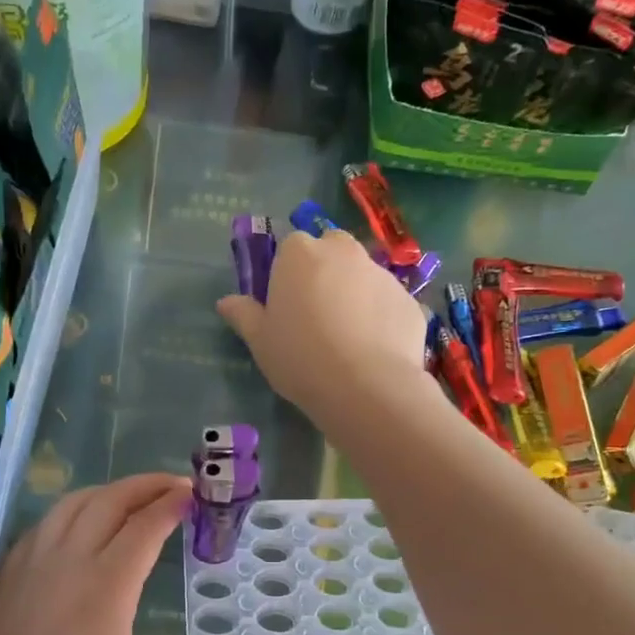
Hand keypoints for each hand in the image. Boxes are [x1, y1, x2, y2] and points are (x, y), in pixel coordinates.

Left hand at [0, 474, 261, 634]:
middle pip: (108, 501)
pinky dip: (72, 511)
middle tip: (175, 485)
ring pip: (71, 505)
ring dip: (108, 492)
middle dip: (145, 485)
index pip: (145, 526)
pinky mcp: (8, 579)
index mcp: (104, 588)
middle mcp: (67, 563)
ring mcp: (31, 566)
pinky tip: (82, 527)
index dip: (173, 504)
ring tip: (134, 498)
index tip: (196, 494)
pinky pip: (44, 525)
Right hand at [217, 229, 428, 424]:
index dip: (288, 274)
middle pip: (332, 251)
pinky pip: (388, 304)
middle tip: (318, 314)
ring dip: (355, 294)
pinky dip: (381, 319)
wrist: (366, 387)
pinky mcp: (409, 301)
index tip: (286, 304)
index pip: (291, 247)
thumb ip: (243, 315)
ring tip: (349, 339)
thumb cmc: (300, 358)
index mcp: (300, 254)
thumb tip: (225, 302)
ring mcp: (382, 274)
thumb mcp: (260, 341)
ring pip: (364, 276)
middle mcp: (344, 252)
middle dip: (326, 272)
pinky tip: (374, 352)